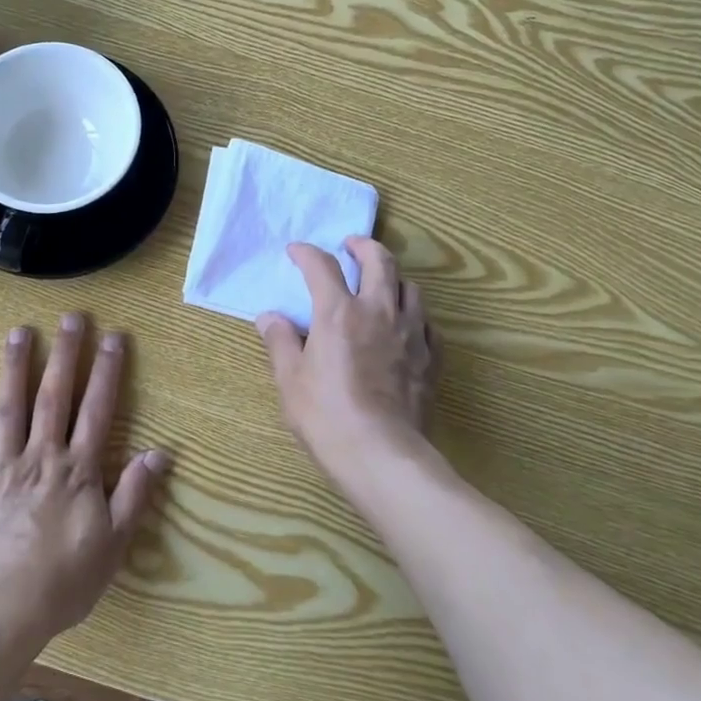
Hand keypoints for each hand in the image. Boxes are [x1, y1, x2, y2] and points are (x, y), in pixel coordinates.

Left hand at [0, 314, 170, 653]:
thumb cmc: (60, 583)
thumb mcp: (112, 546)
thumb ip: (134, 495)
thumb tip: (159, 452)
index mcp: (77, 471)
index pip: (97, 410)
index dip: (107, 372)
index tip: (114, 337)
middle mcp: (40, 457)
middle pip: (55, 397)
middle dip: (65, 355)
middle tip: (71, 317)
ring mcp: (0, 467)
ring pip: (10, 407)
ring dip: (16, 367)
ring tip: (20, 331)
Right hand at [256, 237, 440, 486]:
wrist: (382, 453)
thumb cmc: (326, 416)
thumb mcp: (290, 380)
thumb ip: (280, 342)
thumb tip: (269, 317)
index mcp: (338, 312)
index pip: (322, 266)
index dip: (307, 253)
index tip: (296, 251)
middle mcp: (378, 311)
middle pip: (379, 261)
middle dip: (363, 246)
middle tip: (351, 246)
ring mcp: (410, 332)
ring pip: (411, 287)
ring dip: (394, 278)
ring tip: (381, 285)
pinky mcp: (431, 357)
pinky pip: (427, 323)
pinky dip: (414, 315)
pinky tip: (406, 326)